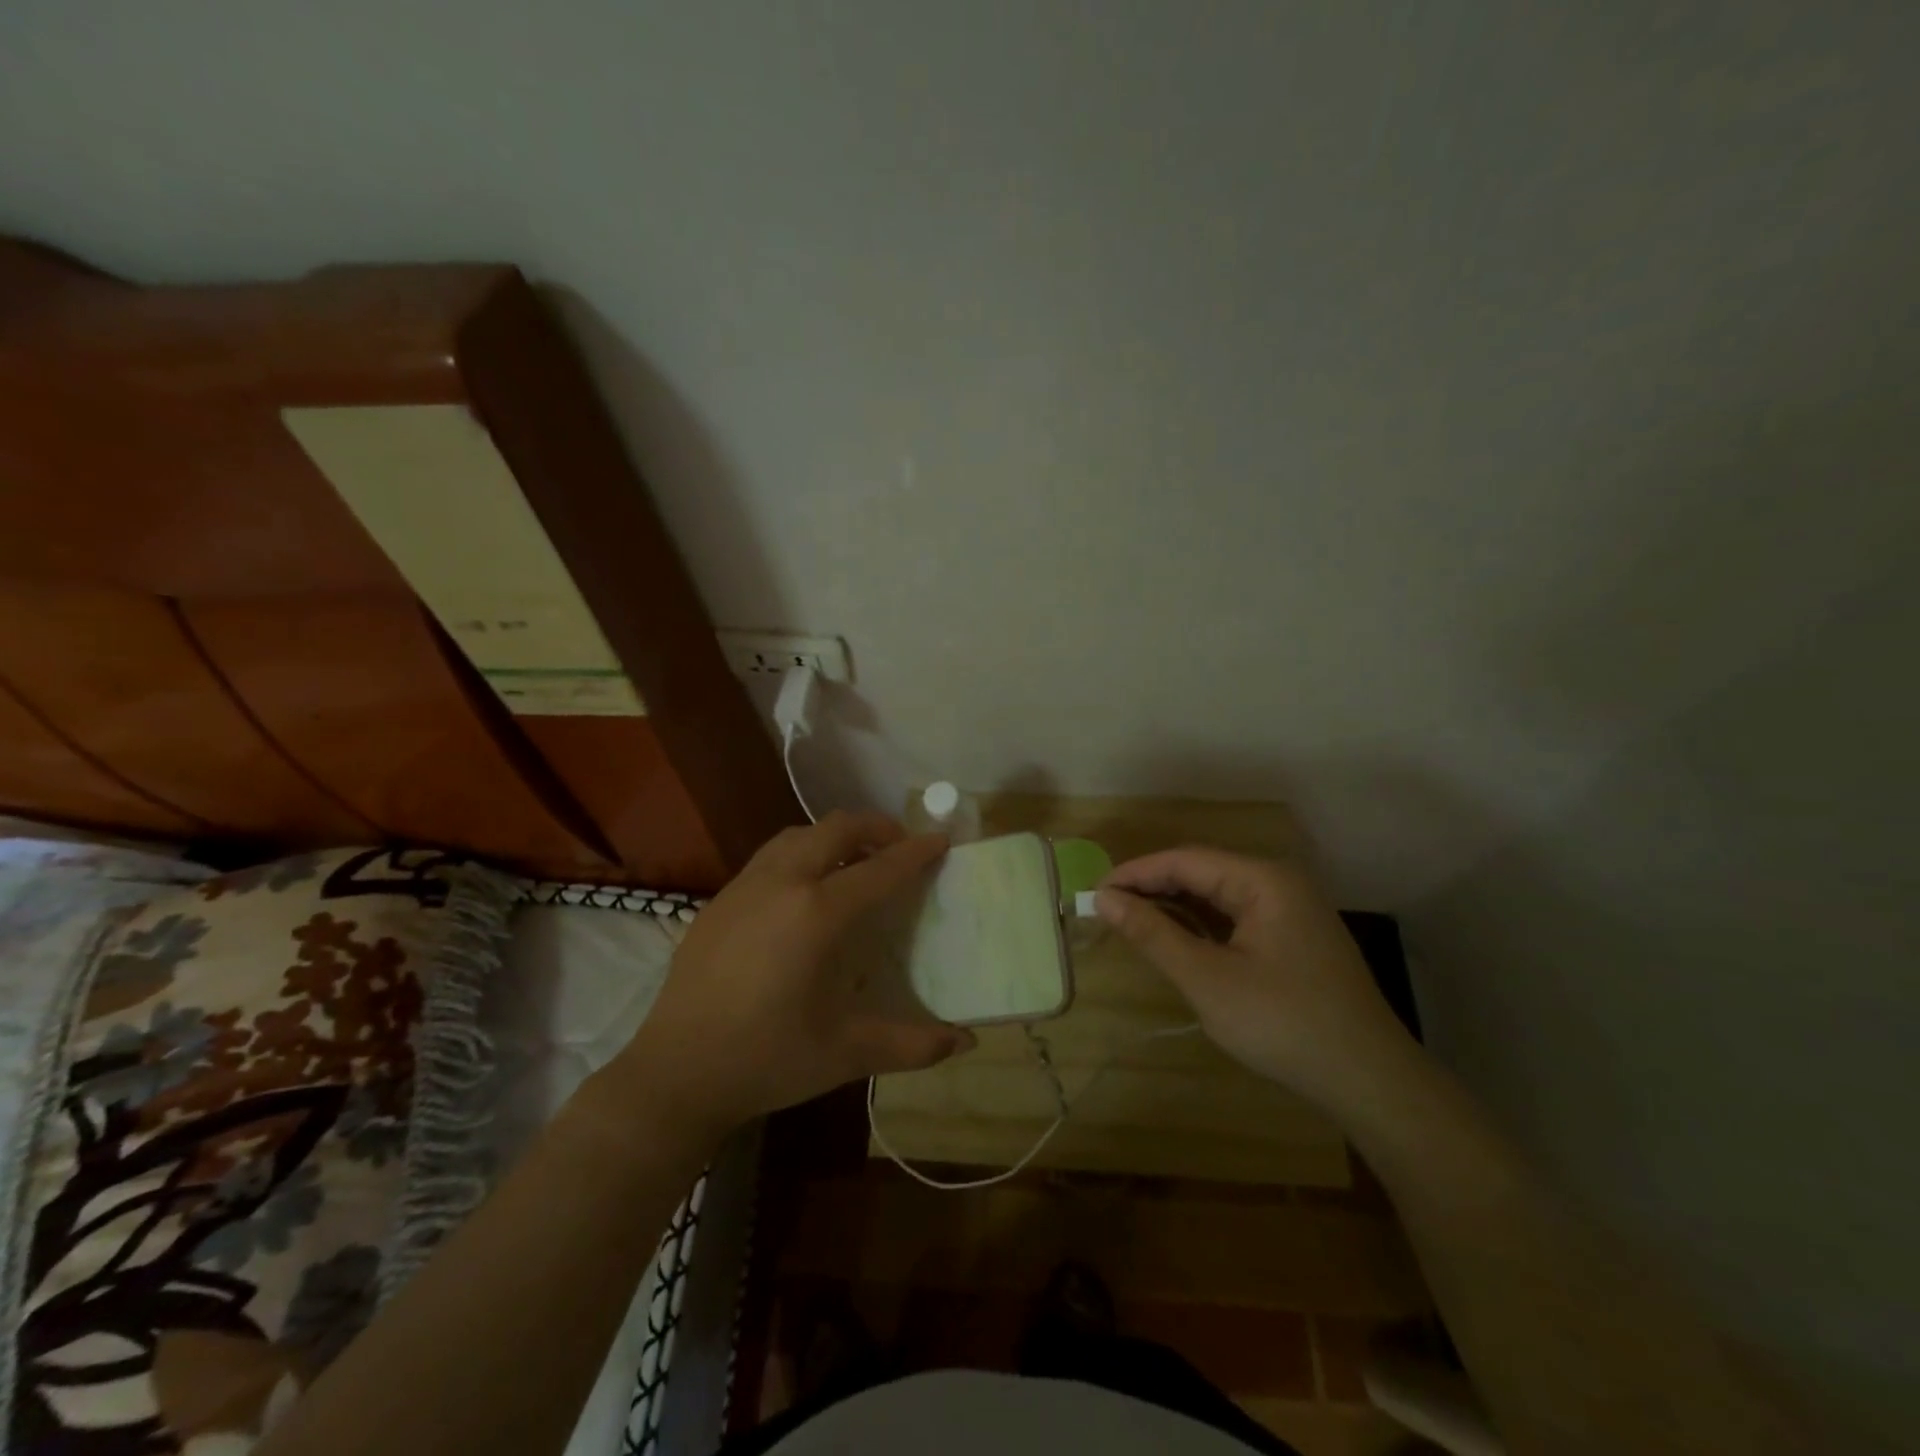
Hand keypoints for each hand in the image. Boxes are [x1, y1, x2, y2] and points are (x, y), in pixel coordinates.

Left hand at [618, 812, 974, 1134]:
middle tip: (900, 847)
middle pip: (837, 828)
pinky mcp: (720, 900)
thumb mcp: (848, 1053)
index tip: (941, 840)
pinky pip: (770, 855)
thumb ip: (914, 1044)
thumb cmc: (768, 1060)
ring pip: (798, 834)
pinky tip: (805, 889)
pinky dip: (802, 852)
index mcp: (817, 913)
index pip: (879, 869)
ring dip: (835, 835)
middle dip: (876, 827)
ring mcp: (744, 886)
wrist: (675, 1073)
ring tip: (856, 860)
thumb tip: (969, 1042)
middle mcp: (782, 883)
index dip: (915, 852)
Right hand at [1097, 848, 1410, 1106]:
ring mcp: (1290, 911)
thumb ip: (1154, 934)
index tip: (1094, 894)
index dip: (1135, 873)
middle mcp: (1278, 883)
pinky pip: (1235, 918)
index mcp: (1263, 880)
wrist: (1369, 1081)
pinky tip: (1176, 941)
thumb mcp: (1207, 979)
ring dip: (1174, 907)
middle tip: (1106, 911)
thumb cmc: (1283, 1023)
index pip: (1184, 860)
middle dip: (1152, 889)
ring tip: (1131, 924)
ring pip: (1217, 896)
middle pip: (1202, 872)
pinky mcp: (1292, 938)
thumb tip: (1104, 899)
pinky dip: (1200, 926)